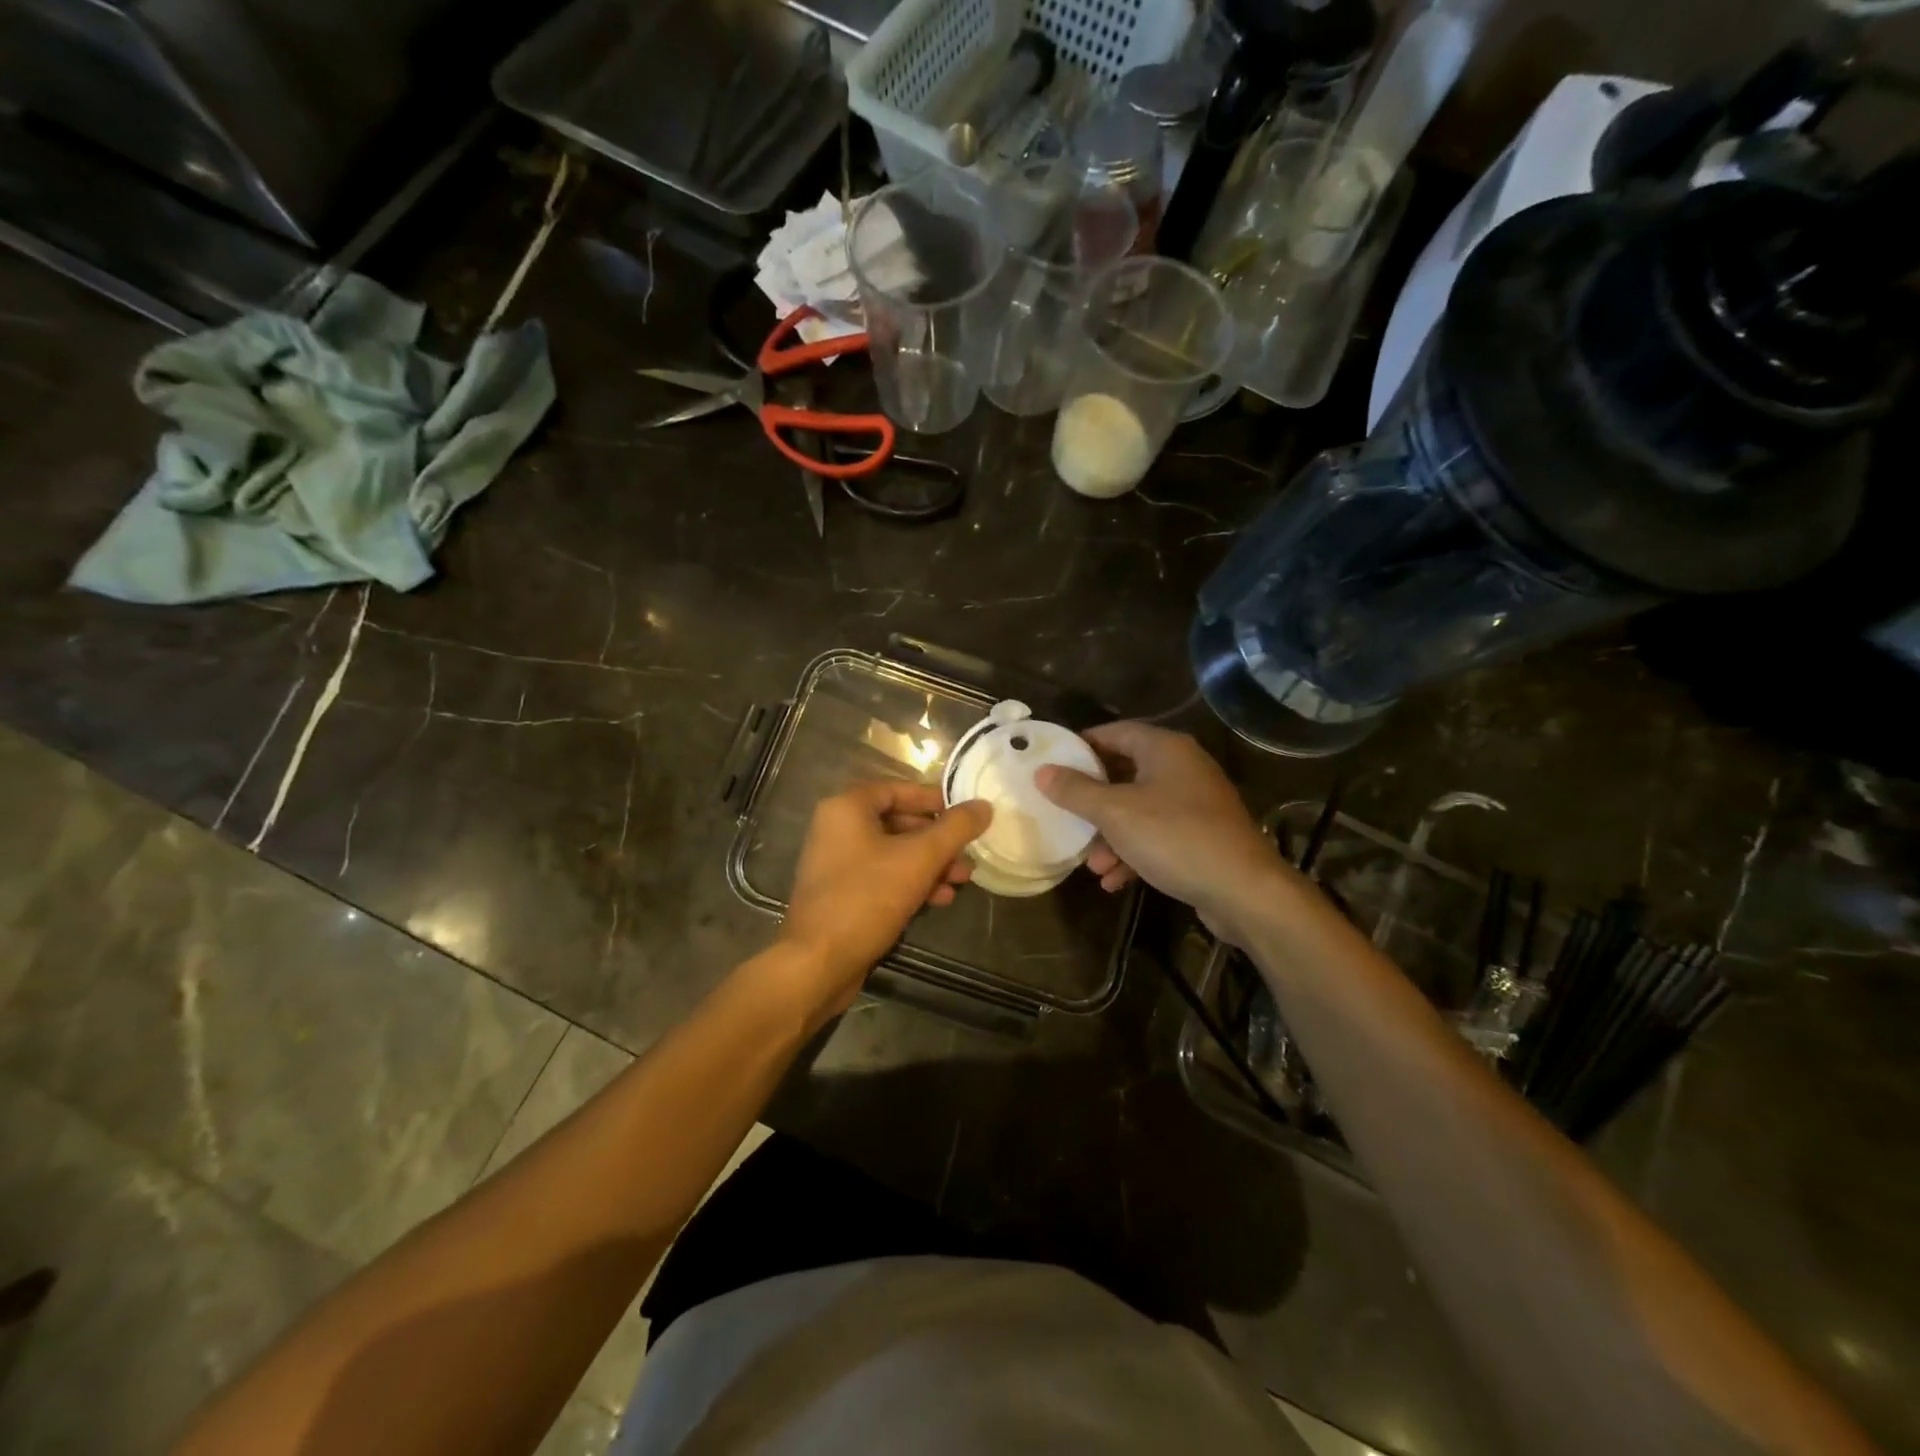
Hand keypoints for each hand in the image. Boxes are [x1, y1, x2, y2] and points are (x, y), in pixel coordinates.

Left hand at [777, 781, 991, 1022]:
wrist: (818, 963)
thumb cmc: (867, 897)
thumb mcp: (920, 858)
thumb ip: (956, 828)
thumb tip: (983, 806)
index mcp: (847, 808)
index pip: (897, 789)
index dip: (933, 799)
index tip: (964, 813)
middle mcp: (837, 829)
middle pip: (897, 822)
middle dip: (937, 839)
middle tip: (967, 852)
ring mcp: (836, 863)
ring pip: (893, 853)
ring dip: (929, 864)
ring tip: (962, 879)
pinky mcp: (841, 894)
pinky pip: (882, 877)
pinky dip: (910, 882)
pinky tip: (939, 899)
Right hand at [1035, 722, 1287, 944]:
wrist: (1244, 890)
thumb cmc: (1174, 837)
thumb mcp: (1115, 813)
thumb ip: (1076, 791)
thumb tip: (1042, 771)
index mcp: (1165, 749)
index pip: (1115, 732)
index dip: (1082, 746)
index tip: (1052, 763)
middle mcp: (1182, 768)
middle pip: (1125, 773)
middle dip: (1093, 801)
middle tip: (1065, 814)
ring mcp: (1195, 803)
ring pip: (1139, 810)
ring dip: (1111, 836)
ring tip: (1092, 865)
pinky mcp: (1202, 836)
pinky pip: (1158, 836)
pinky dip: (1134, 853)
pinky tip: (1115, 881)